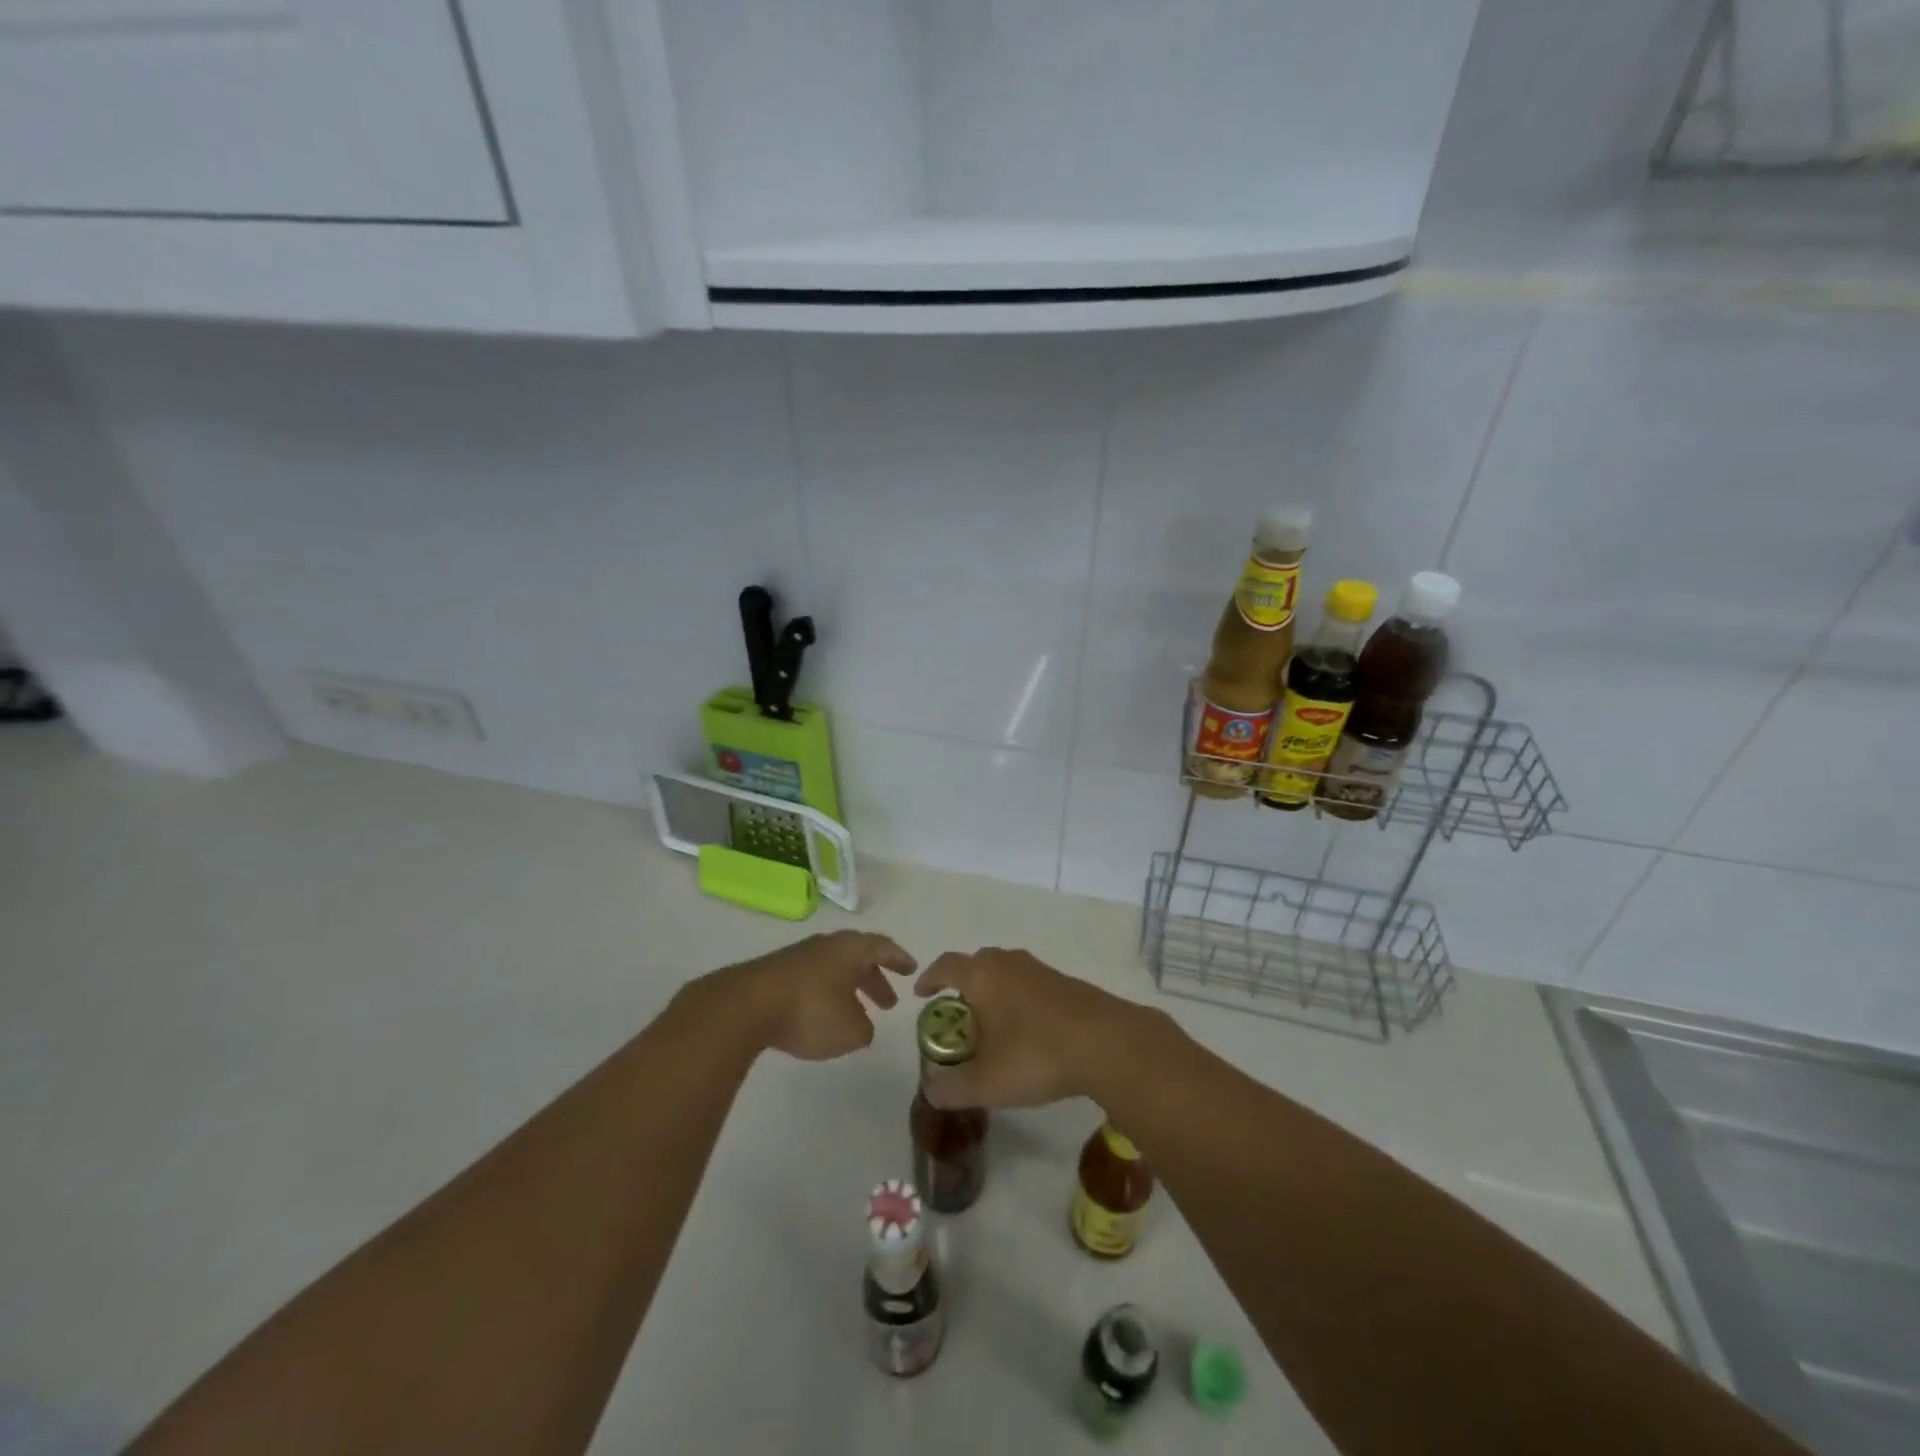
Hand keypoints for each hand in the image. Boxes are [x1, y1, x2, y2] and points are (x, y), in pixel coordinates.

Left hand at [720, 930, 916, 1061]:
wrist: (747, 1005)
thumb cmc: (811, 1011)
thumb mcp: (850, 1031)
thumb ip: (864, 1029)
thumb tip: (861, 1024)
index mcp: (851, 950)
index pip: (883, 947)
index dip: (899, 959)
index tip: (910, 970)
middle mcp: (827, 946)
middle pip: (857, 957)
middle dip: (874, 979)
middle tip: (888, 1002)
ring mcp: (798, 956)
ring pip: (832, 969)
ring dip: (848, 989)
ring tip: (855, 1015)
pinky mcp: (774, 973)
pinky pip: (810, 980)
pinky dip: (823, 995)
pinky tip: (820, 1017)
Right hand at [911, 948, 1139, 1109]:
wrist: (1107, 1042)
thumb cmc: (1036, 1054)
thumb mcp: (986, 1083)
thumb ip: (952, 1088)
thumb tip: (931, 1091)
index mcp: (982, 975)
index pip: (946, 965)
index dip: (930, 978)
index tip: (922, 994)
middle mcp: (1009, 963)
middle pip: (977, 963)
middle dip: (963, 984)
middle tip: (958, 1014)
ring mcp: (1040, 970)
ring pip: (1007, 971)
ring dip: (994, 991)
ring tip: (992, 1024)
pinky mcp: (1066, 982)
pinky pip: (1030, 983)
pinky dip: (1020, 999)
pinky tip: (1028, 1030)